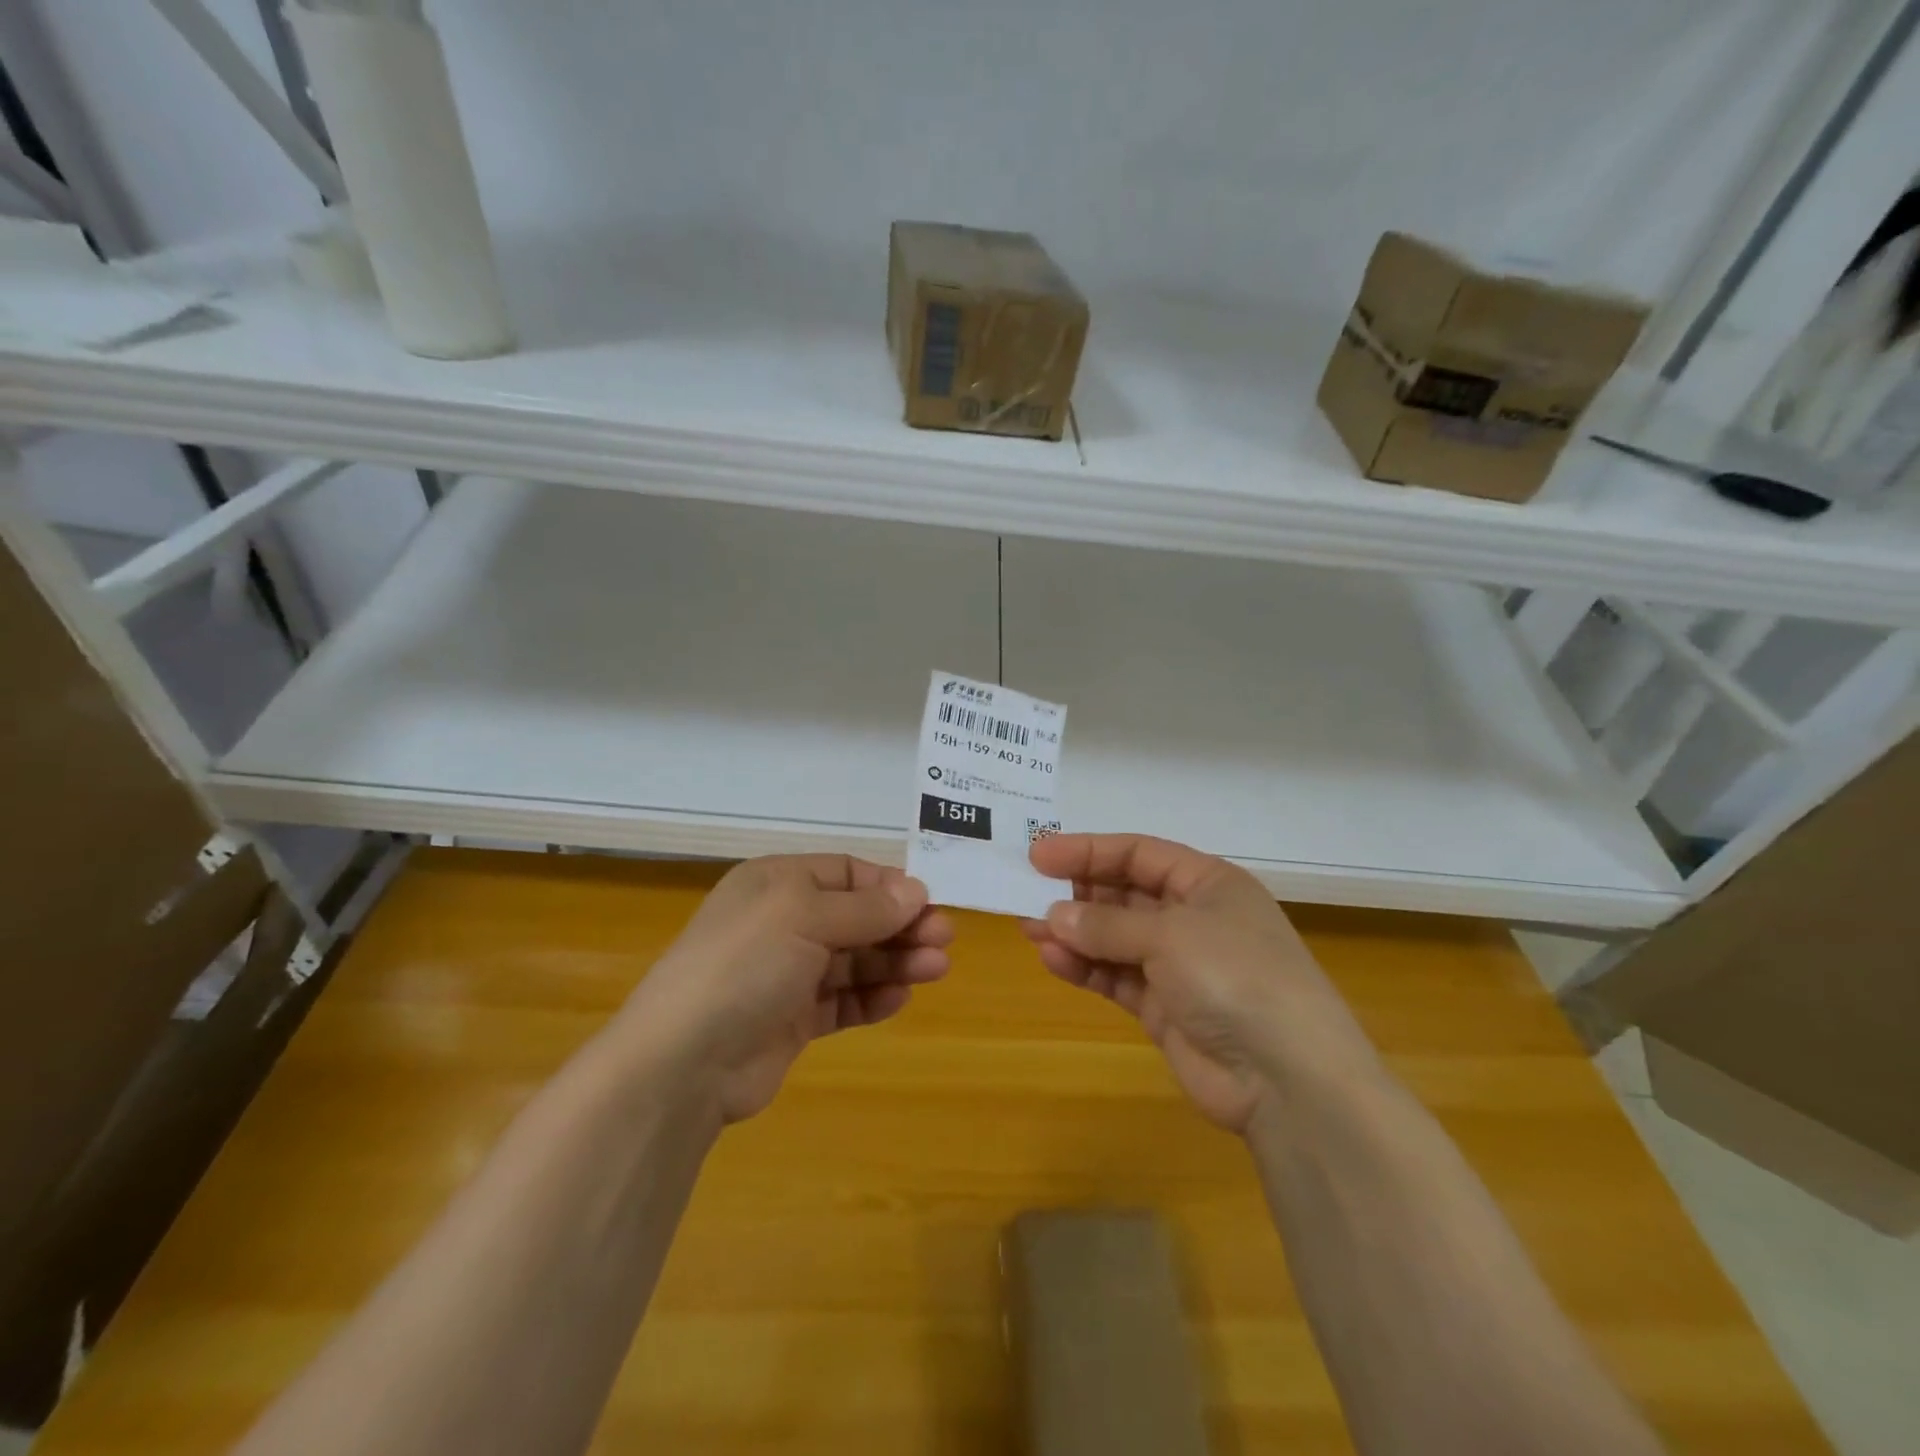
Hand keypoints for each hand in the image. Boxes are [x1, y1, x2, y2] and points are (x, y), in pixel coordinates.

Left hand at [620, 855, 953, 1123]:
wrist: (684, 1061)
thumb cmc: (746, 964)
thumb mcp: (805, 916)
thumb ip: (866, 907)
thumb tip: (916, 891)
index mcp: (777, 883)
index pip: (845, 872)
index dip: (888, 886)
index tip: (928, 903)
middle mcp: (782, 922)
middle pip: (855, 917)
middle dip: (900, 926)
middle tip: (944, 939)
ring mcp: (785, 973)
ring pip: (853, 960)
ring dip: (894, 961)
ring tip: (936, 969)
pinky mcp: (791, 1020)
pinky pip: (841, 1001)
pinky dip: (870, 998)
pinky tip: (898, 999)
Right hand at [1023, 834, 1377, 1133]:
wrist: (1288, 1081)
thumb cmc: (1235, 977)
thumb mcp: (1170, 935)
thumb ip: (1107, 923)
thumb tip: (1055, 915)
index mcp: (1208, 884)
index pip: (1139, 853)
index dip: (1088, 850)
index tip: (1038, 855)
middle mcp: (1194, 918)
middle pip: (1124, 893)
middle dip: (1077, 893)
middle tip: (1027, 893)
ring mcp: (1179, 966)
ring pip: (1114, 937)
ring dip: (1074, 932)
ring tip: (1029, 928)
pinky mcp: (1165, 1007)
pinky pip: (1116, 977)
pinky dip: (1086, 968)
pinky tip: (1054, 961)